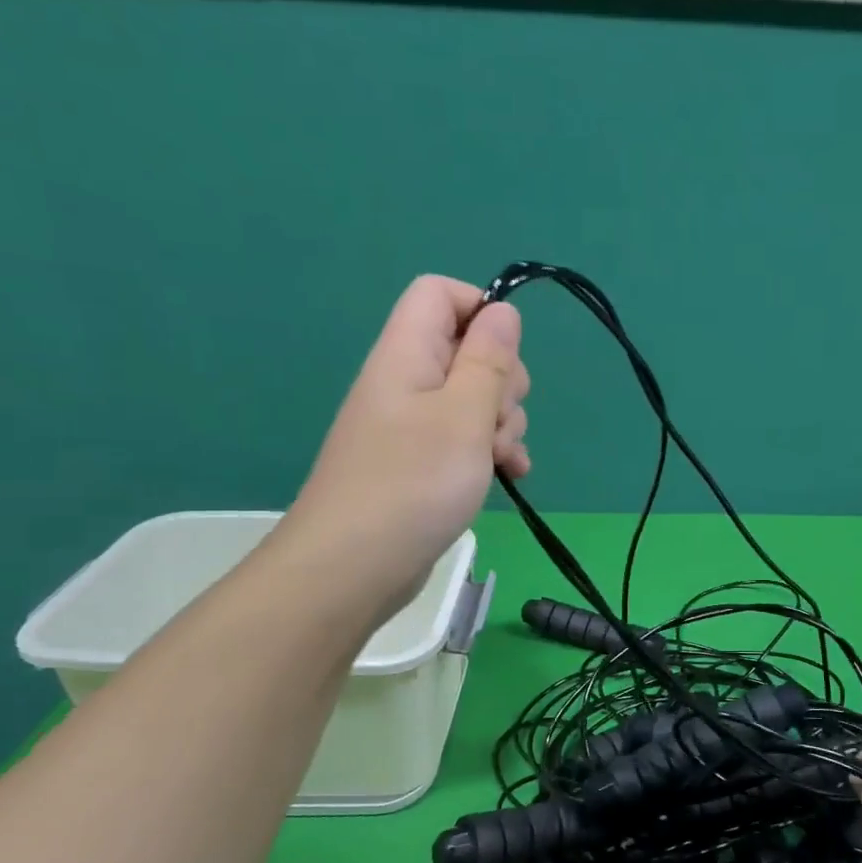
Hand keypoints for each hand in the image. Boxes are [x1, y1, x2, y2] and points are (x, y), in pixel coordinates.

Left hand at [280, 276, 529, 618]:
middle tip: (498, 421)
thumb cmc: (413, 484)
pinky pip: (465, 439)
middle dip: (502, 382)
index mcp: (407, 355)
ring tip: (503, 462)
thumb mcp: (464, 415)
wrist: (352, 568)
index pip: (440, 294)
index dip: (481, 311)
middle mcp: (406, 382)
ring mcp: (412, 426)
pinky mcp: (420, 463)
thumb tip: (502, 310)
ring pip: (474, 399)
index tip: (506, 358)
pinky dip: (490, 452)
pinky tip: (509, 477)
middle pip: (467, 349)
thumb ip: (488, 360)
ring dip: (502, 425)